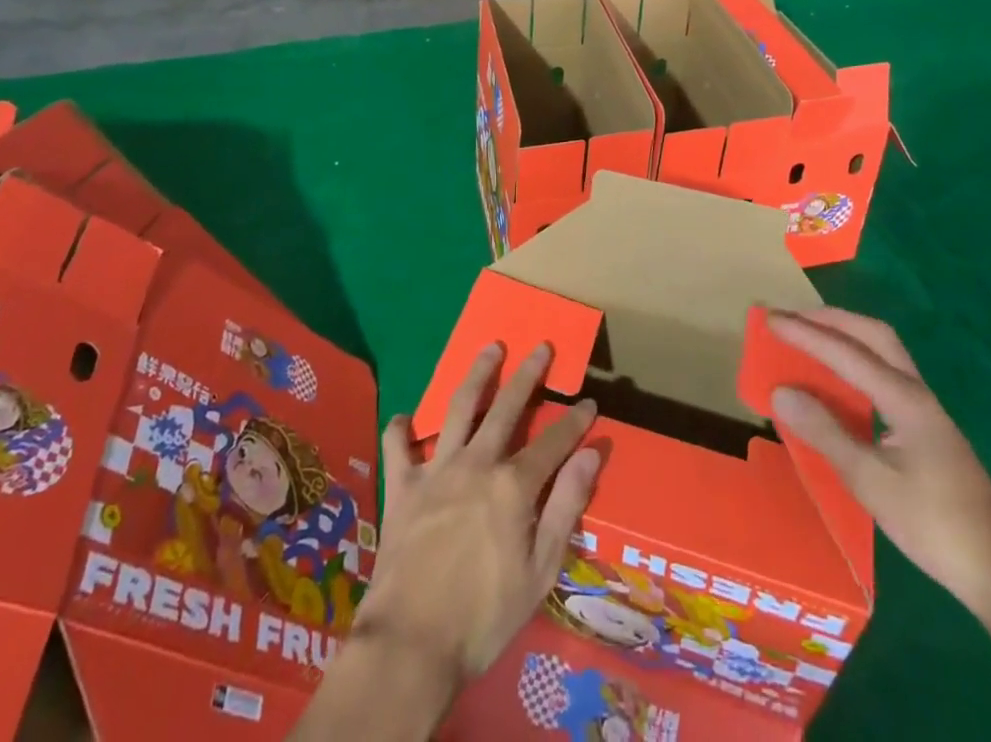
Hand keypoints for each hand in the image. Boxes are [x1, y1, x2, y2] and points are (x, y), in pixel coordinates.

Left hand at [355, 342, 599, 686]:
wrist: (411, 645)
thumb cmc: (484, 617)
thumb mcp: (540, 571)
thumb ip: (566, 506)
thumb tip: (591, 452)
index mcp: (512, 486)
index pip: (552, 443)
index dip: (574, 422)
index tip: (589, 403)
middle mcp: (476, 464)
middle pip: (507, 408)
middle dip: (528, 375)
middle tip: (541, 346)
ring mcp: (436, 470)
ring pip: (459, 408)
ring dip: (478, 374)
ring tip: (490, 347)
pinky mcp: (402, 487)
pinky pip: (398, 447)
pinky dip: (401, 429)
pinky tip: (405, 417)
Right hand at [768, 309, 990, 614]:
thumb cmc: (934, 524)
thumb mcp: (870, 481)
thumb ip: (825, 432)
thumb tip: (781, 390)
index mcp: (903, 398)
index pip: (845, 352)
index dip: (805, 334)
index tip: (770, 320)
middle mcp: (915, 391)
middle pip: (872, 334)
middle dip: (830, 319)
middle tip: (791, 319)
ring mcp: (924, 409)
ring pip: (882, 352)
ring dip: (845, 336)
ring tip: (809, 339)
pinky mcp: (926, 428)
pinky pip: (884, 374)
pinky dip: (856, 362)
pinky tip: (840, 384)